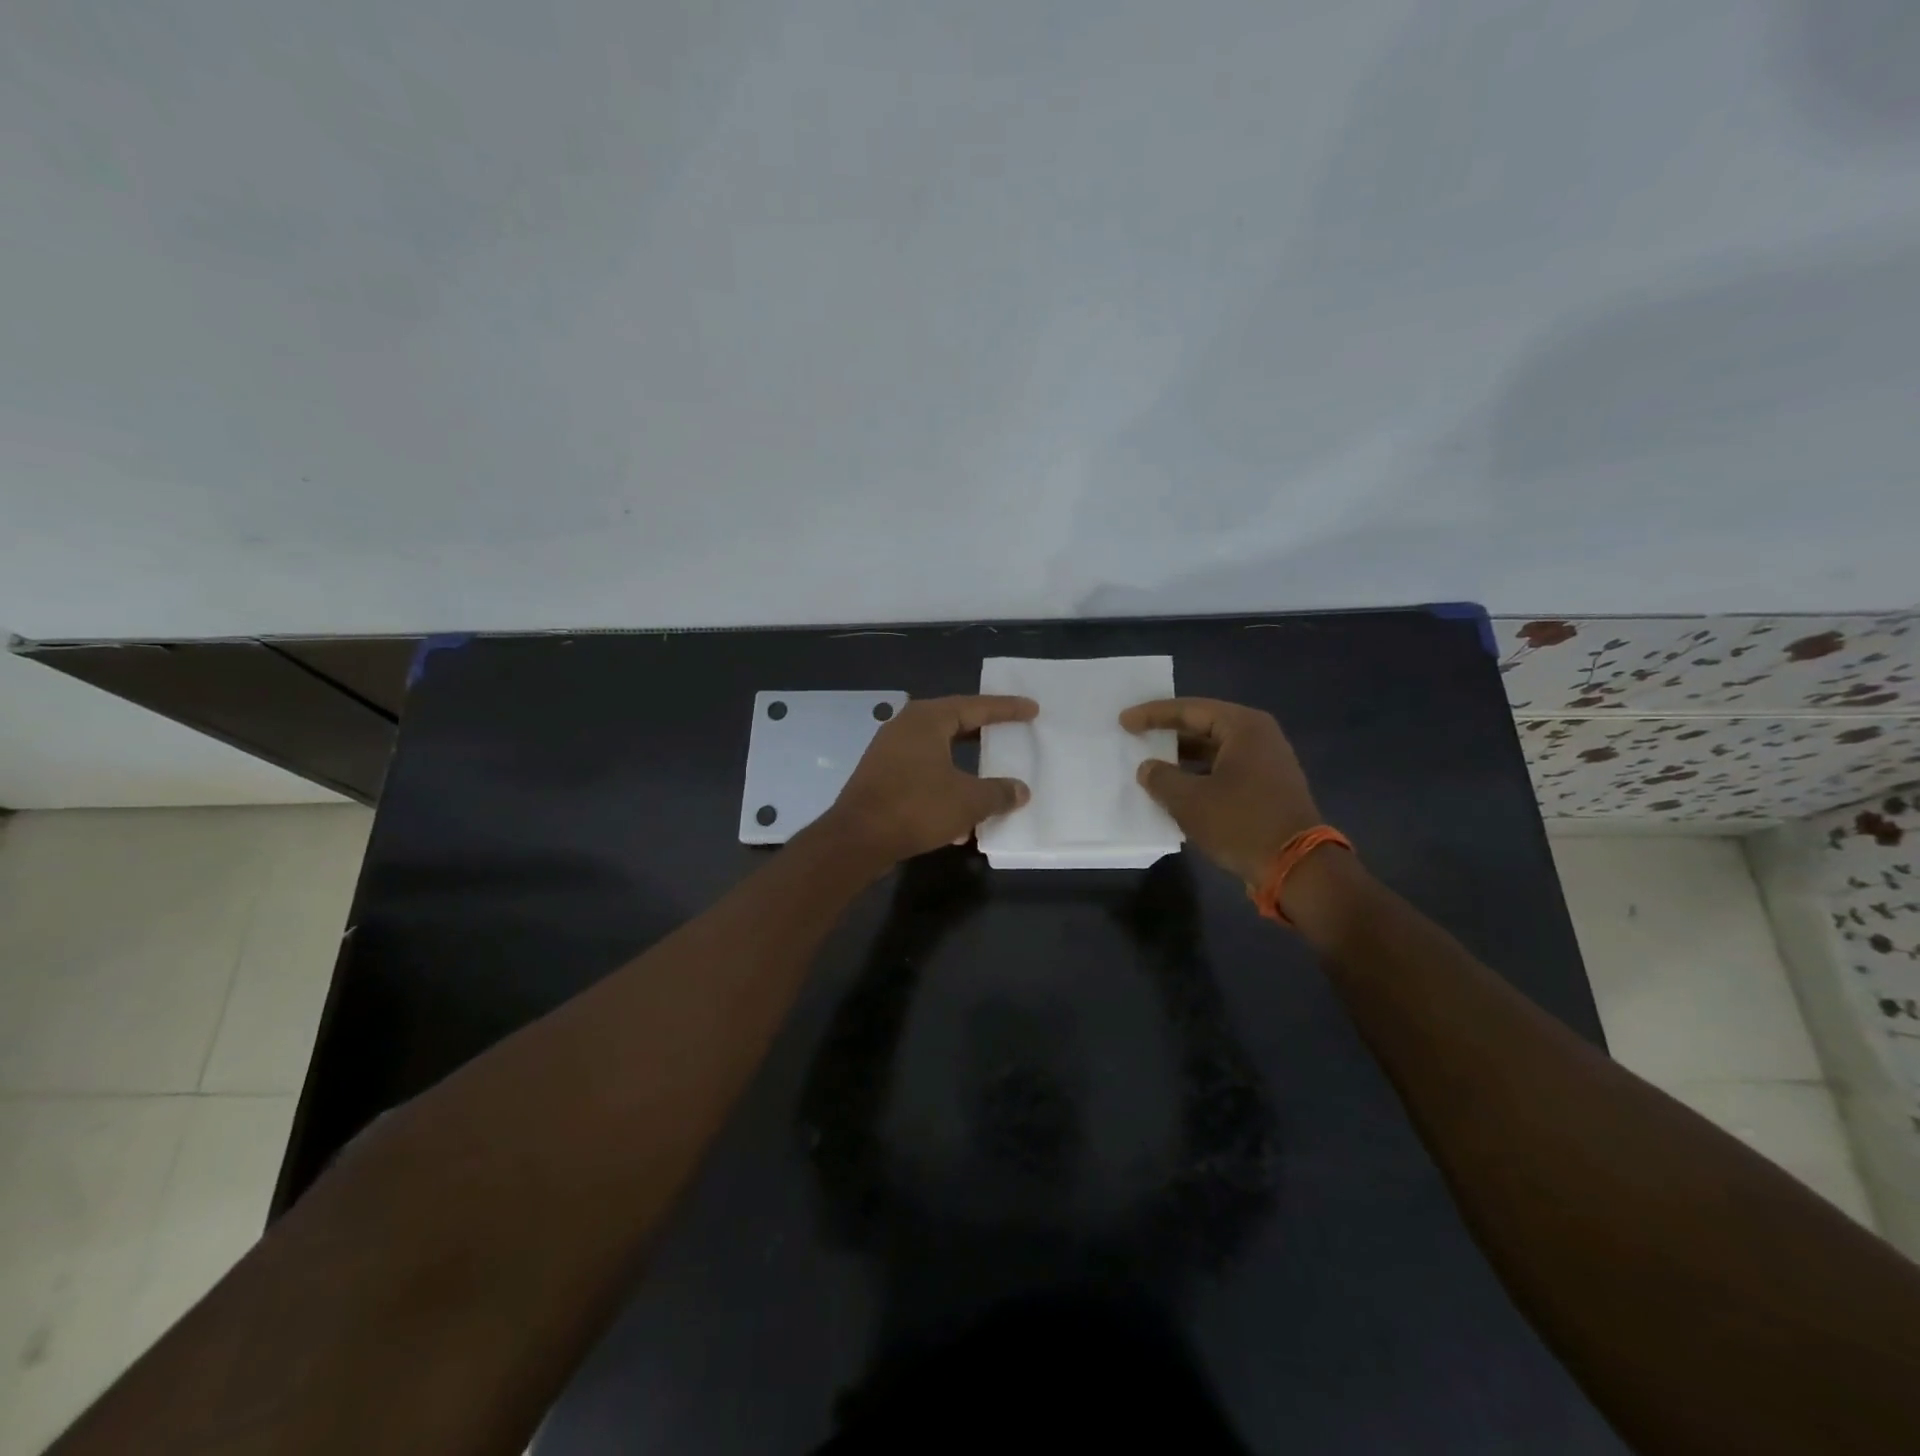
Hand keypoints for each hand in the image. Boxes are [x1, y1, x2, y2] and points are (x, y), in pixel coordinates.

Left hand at [823, 695, 1036, 865]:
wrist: (857, 839)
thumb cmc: (916, 807)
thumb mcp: (968, 801)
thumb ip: (998, 793)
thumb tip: (1020, 790)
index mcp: (927, 719)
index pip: (976, 706)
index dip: (1006, 709)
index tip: (1031, 709)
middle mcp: (905, 727)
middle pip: (954, 723)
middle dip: (983, 731)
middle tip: (1010, 731)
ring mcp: (889, 752)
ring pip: (937, 751)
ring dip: (964, 764)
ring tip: (990, 771)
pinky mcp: (881, 777)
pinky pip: (922, 773)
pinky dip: (944, 785)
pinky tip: (959, 816)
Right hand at [1120, 698, 1321, 884]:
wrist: (1297, 868)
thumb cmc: (1241, 823)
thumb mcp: (1189, 800)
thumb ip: (1161, 778)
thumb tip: (1148, 768)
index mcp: (1244, 727)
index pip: (1190, 710)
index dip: (1153, 714)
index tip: (1124, 721)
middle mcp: (1260, 737)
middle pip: (1205, 726)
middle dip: (1169, 733)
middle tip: (1136, 735)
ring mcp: (1268, 764)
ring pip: (1215, 751)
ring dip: (1183, 758)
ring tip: (1151, 763)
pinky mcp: (1268, 789)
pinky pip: (1225, 771)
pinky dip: (1199, 775)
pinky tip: (1177, 789)